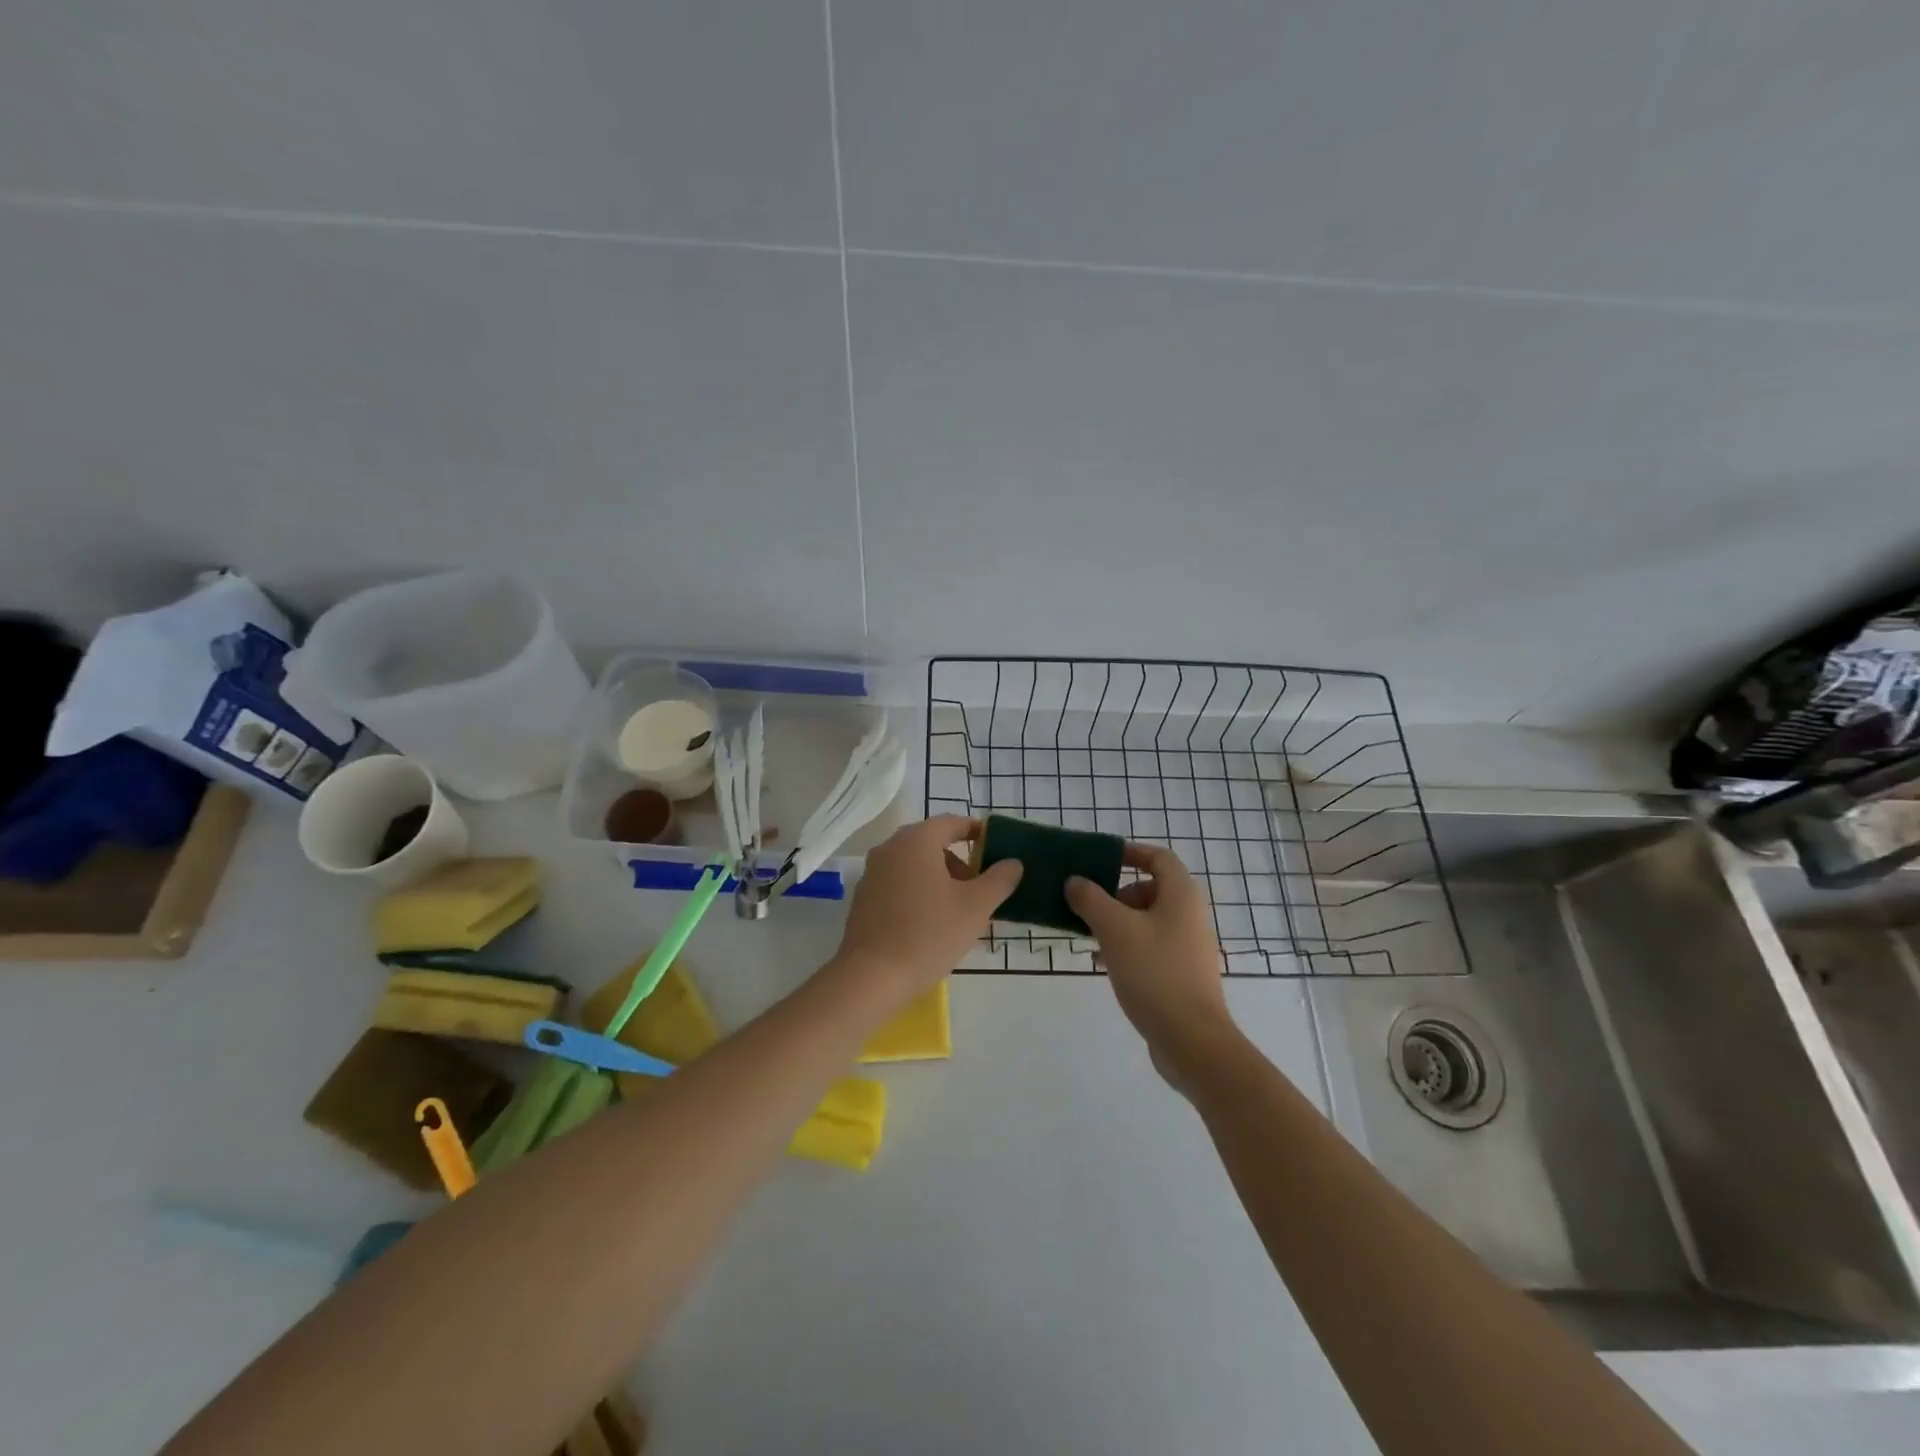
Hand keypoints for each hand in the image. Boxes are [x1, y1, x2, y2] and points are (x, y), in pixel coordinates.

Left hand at [828, 816, 1021, 1011]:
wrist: (872, 976)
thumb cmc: (929, 933)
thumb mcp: (976, 907)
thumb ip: (999, 880)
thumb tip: (1013, 863)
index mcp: (917, 840)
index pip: (951, 823)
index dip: (975, 831)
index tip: (994, 846)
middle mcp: (890, 848)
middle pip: (931, 843)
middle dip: (959, 861)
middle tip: (979, 887)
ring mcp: (872, 873)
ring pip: (914, 865)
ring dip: (939, 878)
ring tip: (958, 910)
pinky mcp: (863, 898)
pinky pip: (898, 883)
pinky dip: (918, 892)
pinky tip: (930, 923)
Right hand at [1066, 844, 1240, 1093]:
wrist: (1191, 1039)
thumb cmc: (1154, 973)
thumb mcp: (1114, 929)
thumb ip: (1090, 899)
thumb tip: (1075, 881)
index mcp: (1181, 895)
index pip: (1158, 857)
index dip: (1129, 852)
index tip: (1099, 860)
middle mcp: (1190, 915)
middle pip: (1151, 889)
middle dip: (1116, 894)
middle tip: (1089, 907)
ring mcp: (1189, 946)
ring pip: (1148, 920)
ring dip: (1118, 922)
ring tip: (1090, 938)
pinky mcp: (1182, 973)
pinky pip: (1151, 946)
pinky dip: (1128, 945)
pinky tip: (1104, 963)